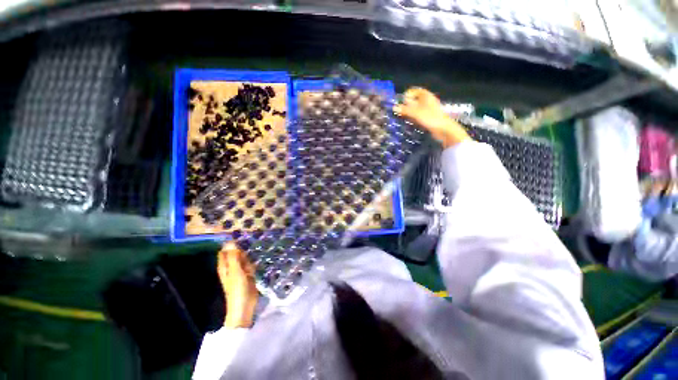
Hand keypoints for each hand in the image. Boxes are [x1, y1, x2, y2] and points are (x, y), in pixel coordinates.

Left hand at [217, 242, 257, 328]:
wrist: (244, 306)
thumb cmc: (237, 289)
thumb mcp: (235, 271)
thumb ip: (234, 256)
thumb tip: (231, 241)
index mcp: (224, 266)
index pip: (225, 250)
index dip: (230, 243)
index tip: (239, 233)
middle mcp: (231, 267)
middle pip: (235, 253)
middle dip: (241, 247)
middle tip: (251, 237)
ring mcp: (240, 271)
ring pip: (244, 258)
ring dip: (248, 254)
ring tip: (256, 245)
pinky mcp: (248, 275)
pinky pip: (250, 264)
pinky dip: (253, 262)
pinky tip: (258, 258)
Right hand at [393, 87, 469, 147]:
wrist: (443, 129)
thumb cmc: (430, 118)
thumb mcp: (416, 113)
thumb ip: (404, 110)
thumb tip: (394, 107)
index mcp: (425, 95)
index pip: (413, 91)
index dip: (406, 96)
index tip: (400, 103)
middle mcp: (426, 100)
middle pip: (413, 100)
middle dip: (406, 105)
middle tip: (399, 112)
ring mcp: (427, 109)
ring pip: (415, 108)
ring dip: (408, 112)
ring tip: (403, 118)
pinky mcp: (428, 117)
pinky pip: (417, 115)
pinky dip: (413, 117)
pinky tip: (410, 122)